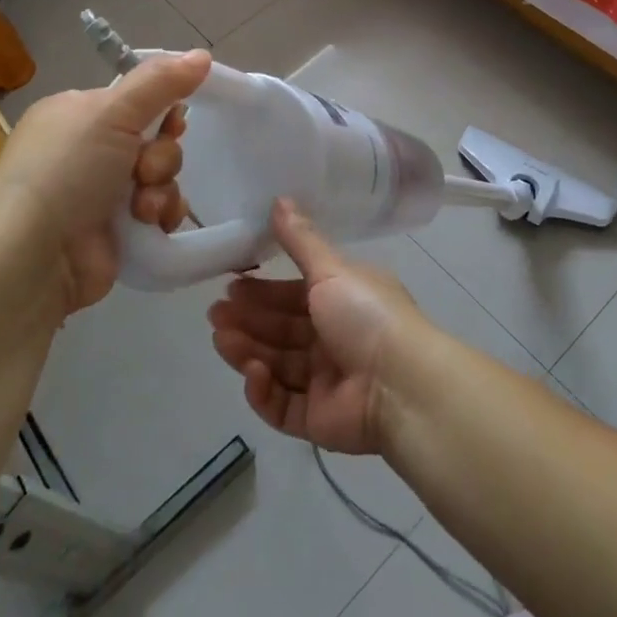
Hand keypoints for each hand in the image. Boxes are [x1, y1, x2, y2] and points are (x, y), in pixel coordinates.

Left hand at [0, 50, 211, 317]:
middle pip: (155, 137)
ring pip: (161, 175)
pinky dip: (161, 214)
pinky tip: (149, 224)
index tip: (173, 118)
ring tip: (141, 207)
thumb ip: (161, 81)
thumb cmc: (65, 172)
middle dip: (161, 154)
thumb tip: (203, 53)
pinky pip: (160, 209)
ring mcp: (100, 193)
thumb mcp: (112, 113)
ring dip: (160, 187)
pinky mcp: (116, 230)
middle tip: (144, 169)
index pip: (136, 98)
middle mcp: (88, 150)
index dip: (162, 108)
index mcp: (77, 114)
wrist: (32, 259)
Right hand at [206, 201, 426, 454]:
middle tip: (215, 313)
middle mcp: (336, 338)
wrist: (400, 385)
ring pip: (278, 364)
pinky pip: (283, 404)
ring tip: (221, 338)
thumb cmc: (366, 315)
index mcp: (344, 300)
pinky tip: (252, 372)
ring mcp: (327, 380)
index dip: (264, 291)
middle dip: (249, 320)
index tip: (232, 285)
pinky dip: (264, 390)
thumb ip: (300, 239)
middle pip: (282, 330)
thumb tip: (279, 198)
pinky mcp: (318, 419)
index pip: (295, 295)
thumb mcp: (331, 269)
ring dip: (248, 350)